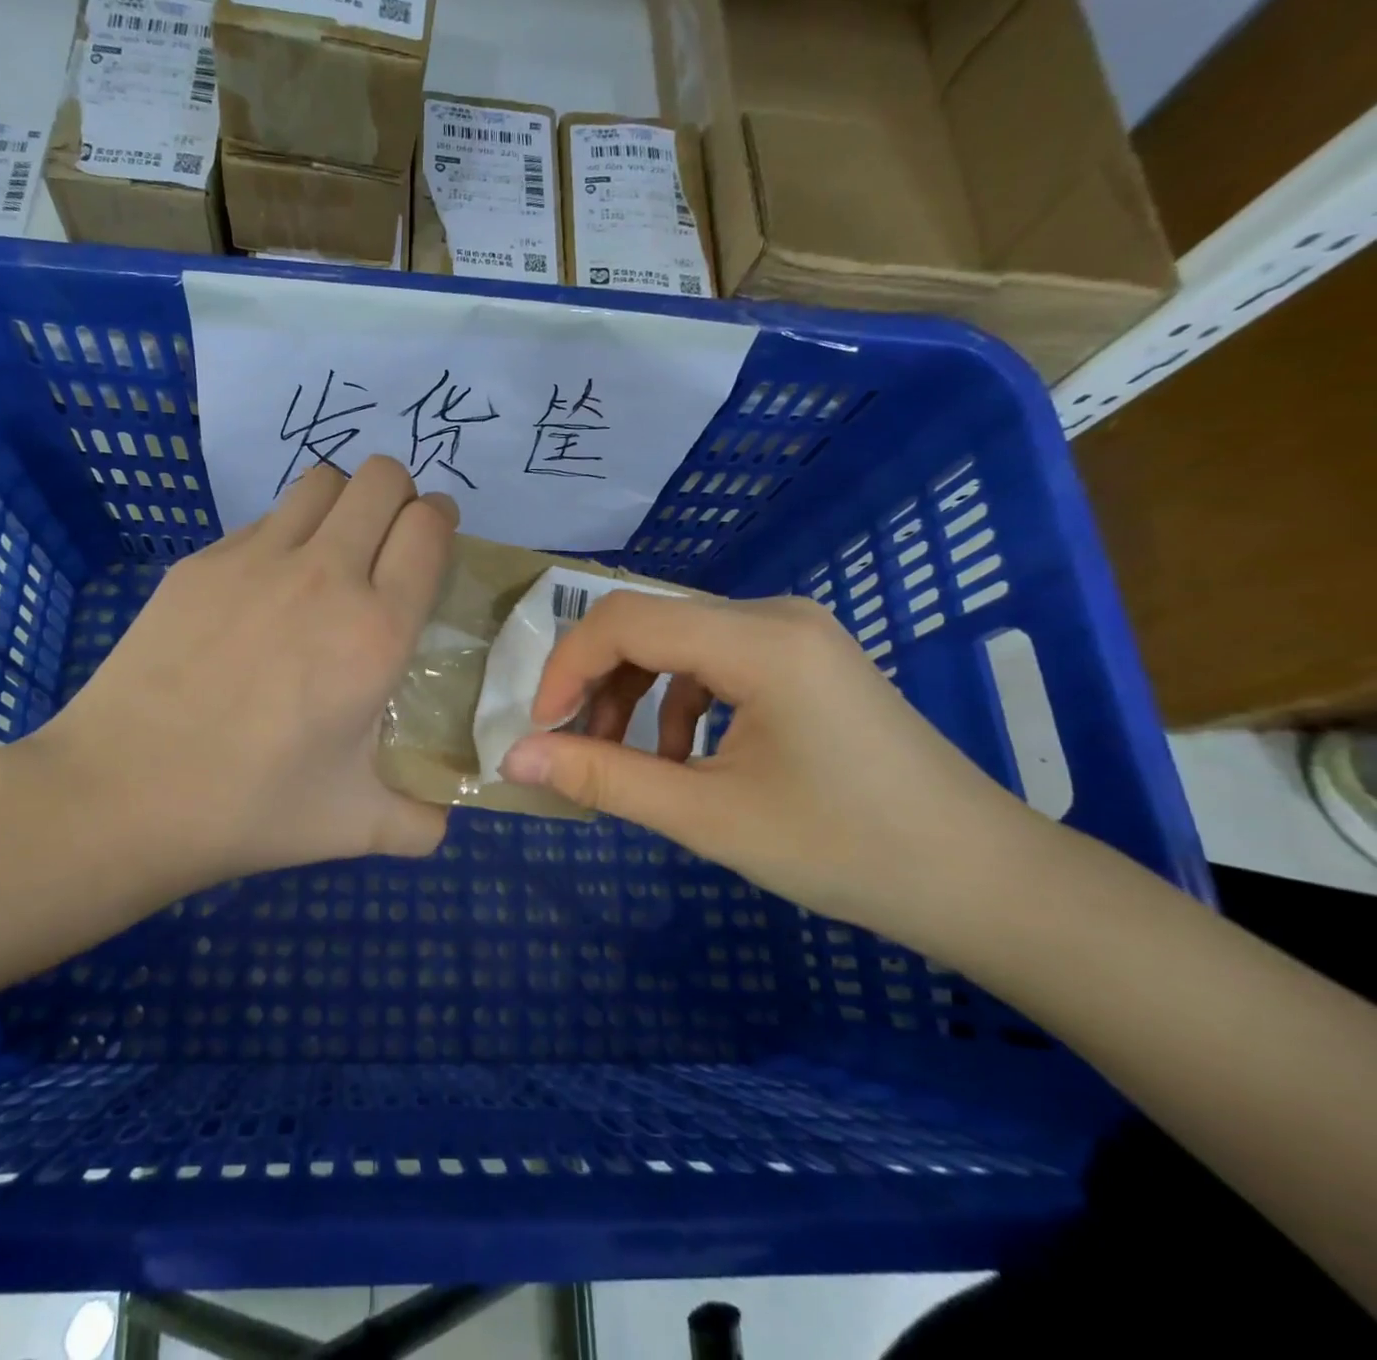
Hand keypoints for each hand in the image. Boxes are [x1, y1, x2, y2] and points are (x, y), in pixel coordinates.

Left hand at [31, 457, 457, 897]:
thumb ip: (419, 822)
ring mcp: (255, 560)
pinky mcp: (200, 563)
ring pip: (322, 481)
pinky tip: (266, 590)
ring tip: (336, 551)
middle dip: (401, 495)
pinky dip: (286, 534)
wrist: (121, 794)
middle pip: (382, 476)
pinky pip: (263, 520)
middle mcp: (324, 576)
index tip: (437, 541)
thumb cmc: (249, 807)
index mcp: (375, 631)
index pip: (429, 527)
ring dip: (344, 501)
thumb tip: (442, 822)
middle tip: (391, 541)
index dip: (442, 522)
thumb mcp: (355, 826)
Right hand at [497, 592, 1048, 944]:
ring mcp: (796, 632)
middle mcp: (775, 615)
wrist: (981, 880)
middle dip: (599, 682)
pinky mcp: (806, 658)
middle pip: (650, 624)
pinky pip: (716, 660)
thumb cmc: (846, 849)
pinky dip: (680, 701)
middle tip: (574, 746)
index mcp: (759, 640)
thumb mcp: (707, 816)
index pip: (626, 619)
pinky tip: (685, 756)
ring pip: (679, 642)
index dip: (567, 666)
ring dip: (636, 694)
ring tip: (627, 759)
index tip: (541, 727)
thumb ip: (603, 778)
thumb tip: (513, 759)